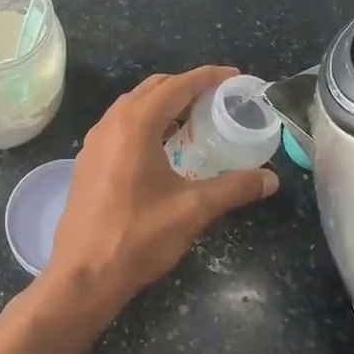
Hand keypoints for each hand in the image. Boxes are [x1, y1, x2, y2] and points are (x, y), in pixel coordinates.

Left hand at [43, 66, 279, 312]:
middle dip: (185, 87)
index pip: (176, 86)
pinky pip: (120, 127)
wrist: (82, 277)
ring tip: (194, 120)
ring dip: (163, 105)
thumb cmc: (138, 237)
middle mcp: (110, 125)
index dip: (207, 78)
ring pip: (132, 107)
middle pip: (152, 89)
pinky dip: (146, 124)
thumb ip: (234, 188)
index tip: (233, 77)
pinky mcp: (88, 163)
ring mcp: (94, 144)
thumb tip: (270, 179)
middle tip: (217, 99)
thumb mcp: (193, 210)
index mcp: (135, 126)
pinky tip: (163, 149)